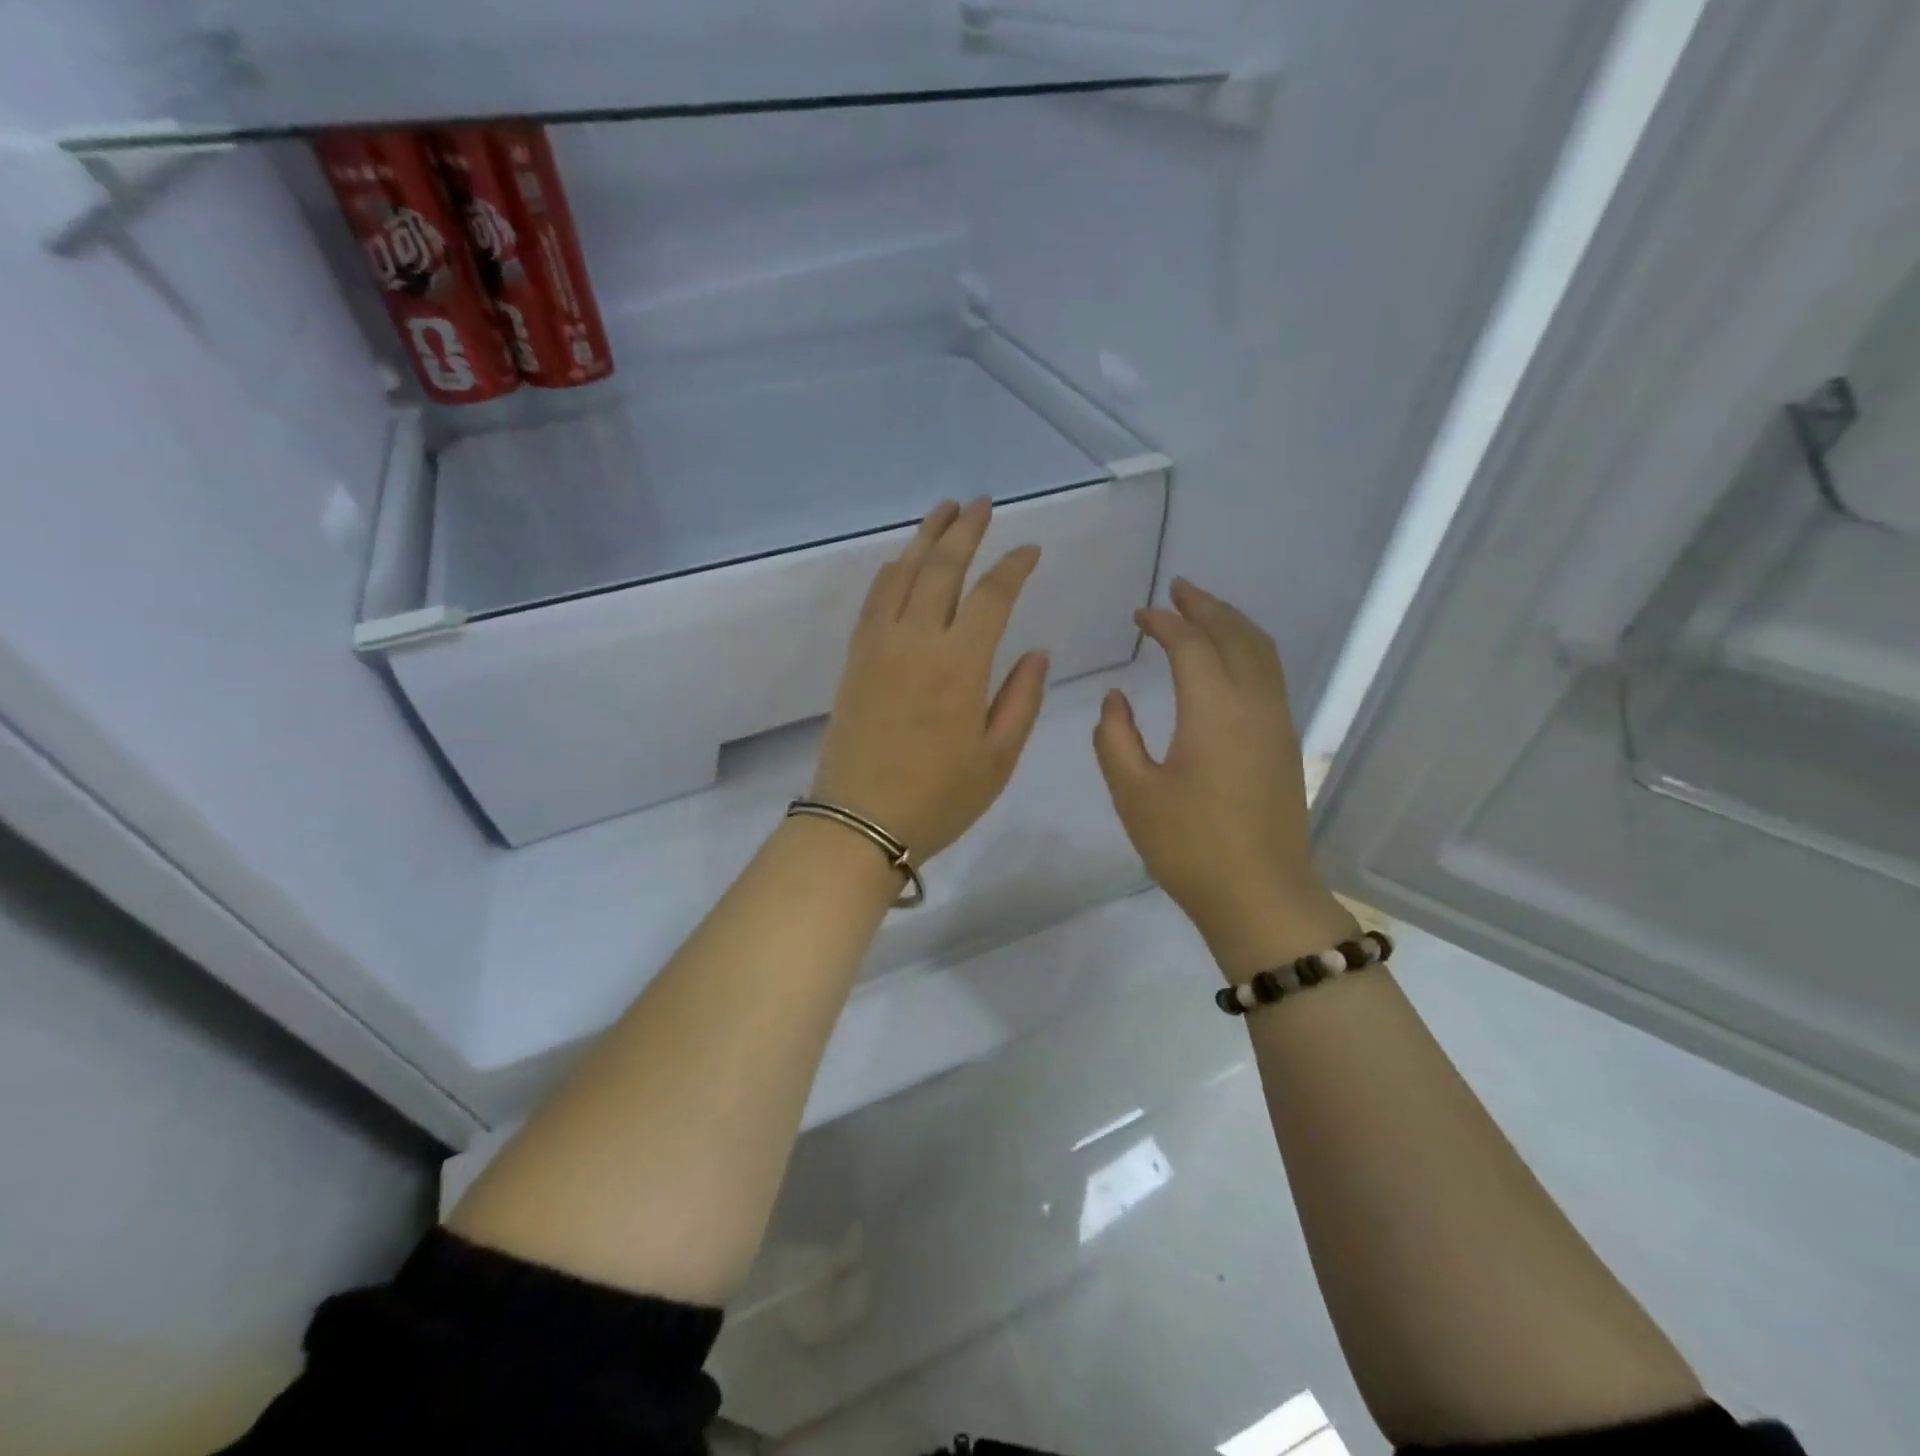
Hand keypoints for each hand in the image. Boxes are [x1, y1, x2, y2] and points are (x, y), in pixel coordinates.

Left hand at [812, 498, 1049, 861]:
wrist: (859, 821)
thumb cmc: (938, 797)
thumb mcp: (998, 758)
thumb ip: (1021, 699)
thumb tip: (1036, 651)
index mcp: (961, 665)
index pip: (992, 595)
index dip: (1014, 566)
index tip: (1031, 550)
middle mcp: (917, 641)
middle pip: (942, 568)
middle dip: (966, 530)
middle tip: (982, 503)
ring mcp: (879, 646)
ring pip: (902, 574)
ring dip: (925, 538)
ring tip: (944, 512)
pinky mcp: (855, 658)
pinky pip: (873, 599)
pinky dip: (890, 572)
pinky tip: (901, 563)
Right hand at [1094, 577, 1353, 975]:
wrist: (1260, 895)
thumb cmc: (1189, 846)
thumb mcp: (1133, 793)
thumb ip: (1115, 737)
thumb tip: (1116, 698)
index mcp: (1214, 710)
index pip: (1191, 645)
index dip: (1164, 623)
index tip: (1139, 614)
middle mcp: (1254, 704)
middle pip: (1236, 635)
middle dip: (1207, 606)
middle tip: (1178, 588)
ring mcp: (1277, 723)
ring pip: (1262, 652)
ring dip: (1232, 624)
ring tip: (1204, 612)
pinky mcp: (1285, 743)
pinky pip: (1270, 675)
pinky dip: (1247, 650)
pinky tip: (1228, 662)